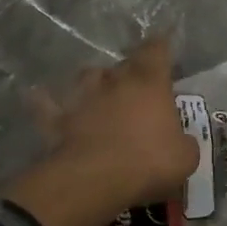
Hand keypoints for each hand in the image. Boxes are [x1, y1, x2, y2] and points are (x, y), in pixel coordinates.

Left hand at [8, 39, 199, 225]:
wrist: (94, 181)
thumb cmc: (148, 162)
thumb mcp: (185, 157)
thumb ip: (184, 143)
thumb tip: (181, 142)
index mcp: (150, 83)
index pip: (157, 50)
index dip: (161, 46)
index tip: (164, 44)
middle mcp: (116, 82)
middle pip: (122, 63)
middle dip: (129, 70)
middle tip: (136, 83)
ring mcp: (83, 98)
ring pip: (87, 76)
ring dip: (94, 81)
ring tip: (99, 90)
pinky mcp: (58, 120)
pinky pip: (47, 105)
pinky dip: (46, 101)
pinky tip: (42, 98)